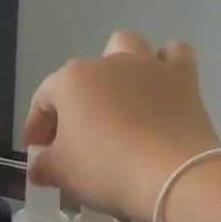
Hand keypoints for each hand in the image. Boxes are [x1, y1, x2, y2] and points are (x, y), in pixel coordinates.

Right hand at [23, 30, 220, 220]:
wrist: (172, 175)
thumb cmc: (106, 168)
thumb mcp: (62, 174)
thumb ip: (44, 166)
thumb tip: (40, 166)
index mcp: (71, 80)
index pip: (44, 100)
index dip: (36, 127)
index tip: (37, 153)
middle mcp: (108, 63)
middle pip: (81, 76)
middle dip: (74, 102)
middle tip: (76, 136)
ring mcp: (148, 66)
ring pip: (127, 46)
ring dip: (118, 67)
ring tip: (118, 100)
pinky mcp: (184, 79)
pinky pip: (173, 56)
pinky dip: (165, 67)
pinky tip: (161, 88)